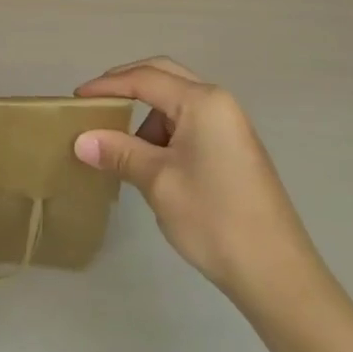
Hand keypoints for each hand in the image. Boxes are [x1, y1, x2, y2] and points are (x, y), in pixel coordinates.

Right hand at [73, 57, 323, 314]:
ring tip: (120, 145)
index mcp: (203, 102)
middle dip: (126, 86)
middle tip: (95, 104)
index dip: (106, 85)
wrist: (277, 275)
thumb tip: (81, 140)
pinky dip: (164, 131)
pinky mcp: (234, 149)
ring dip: (146, 114)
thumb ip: (119, 152)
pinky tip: (150, 161)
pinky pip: (190, 122)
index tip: (75, 99)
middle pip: (164, 76)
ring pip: (177, 101)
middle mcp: (219, 103)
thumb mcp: (158, 182)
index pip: (144, 78)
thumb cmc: (214, 220)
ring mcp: (230, 126)